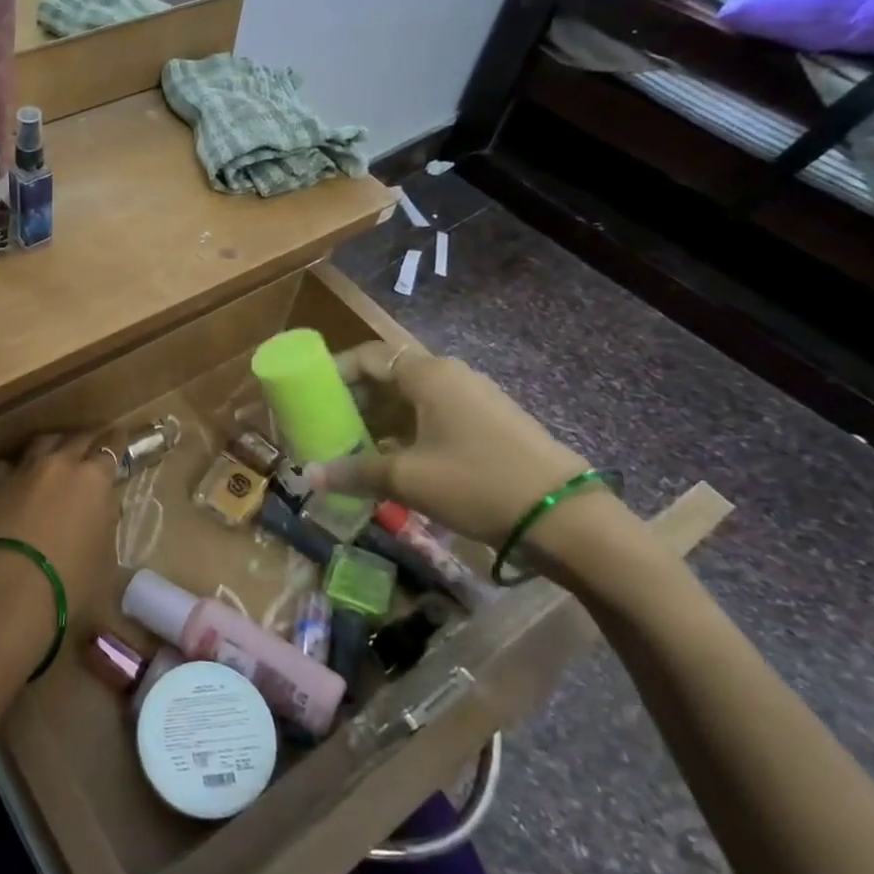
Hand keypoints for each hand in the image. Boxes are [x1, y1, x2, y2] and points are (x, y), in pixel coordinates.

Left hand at [0, 434, 118, 667]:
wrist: (4, 593)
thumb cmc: (69, 585)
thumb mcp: (105, 564)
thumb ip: (106, 529)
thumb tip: (102, 515)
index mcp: (94, 480)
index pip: (111, 449)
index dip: (117, 443)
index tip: (120, 436)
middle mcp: (58, 465)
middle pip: (76, 438)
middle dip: (87, 440)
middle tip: (93, 442)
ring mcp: (21, 472)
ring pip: (40, 444)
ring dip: (52, 447)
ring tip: (55, 455)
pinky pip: (5, 467)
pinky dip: (14, 471)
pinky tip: (13, 482)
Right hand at [306, 342, 589, 547]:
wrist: (564, 516)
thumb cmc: (476, 483)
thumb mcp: (407, 479)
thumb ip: (354, 472)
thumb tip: (308, 476)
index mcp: (428, 375)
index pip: (368, 357)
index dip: (335, 372)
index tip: (310, 395)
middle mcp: (450, 376)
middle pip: (389, 376)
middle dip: (354, 400)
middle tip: (326, 425)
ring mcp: (473, 399)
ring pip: (411, 399)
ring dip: (379, 419)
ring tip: (352, 446)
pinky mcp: (488, 424)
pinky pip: (433, 416)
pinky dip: (405, 431)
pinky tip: (391, 460)